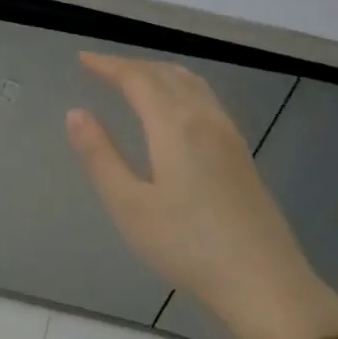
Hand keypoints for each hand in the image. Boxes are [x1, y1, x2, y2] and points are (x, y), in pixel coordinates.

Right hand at [65, 52, 337, 338]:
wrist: (261, 280)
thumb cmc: (185, 245)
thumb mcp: (128, 205)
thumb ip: (100, 156)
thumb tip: (76, 113)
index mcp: (175, 127)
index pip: (138, 80)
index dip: (109, 65)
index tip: (82, 58)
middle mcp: (205, 120)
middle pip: (167, 76)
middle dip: (132, 66)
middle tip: (102, 68)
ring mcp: (229, 136)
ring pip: (192, 85)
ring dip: (159, 74)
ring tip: (134, 79)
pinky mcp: (241, 155)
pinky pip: (206, 101)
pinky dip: (181, 88)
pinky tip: (175, 109)